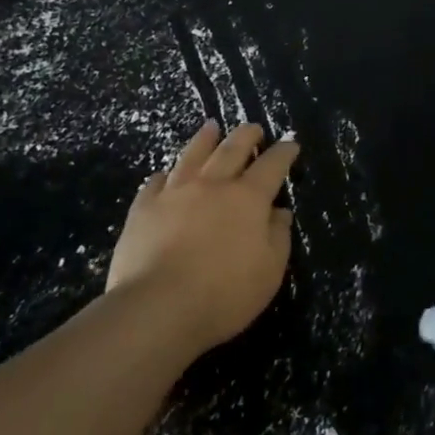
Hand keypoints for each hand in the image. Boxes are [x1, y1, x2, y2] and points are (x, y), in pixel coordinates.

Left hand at [106, 121, 298, 354]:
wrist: (158, 307)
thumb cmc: (224, 294)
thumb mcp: (269, 272)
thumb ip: (278, 237)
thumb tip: (280, 212)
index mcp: (248, 198)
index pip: (272, 165)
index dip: (284, 152)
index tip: (291, 143)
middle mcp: (212, 185)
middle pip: (232, 149)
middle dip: (246, 135)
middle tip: (254, 128)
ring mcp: (174, 193)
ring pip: (192, 155)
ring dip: (205, 139)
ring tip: (211, 127)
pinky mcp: (143, 208)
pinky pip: (155, 182)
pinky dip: (164, 175)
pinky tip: (165, 174)